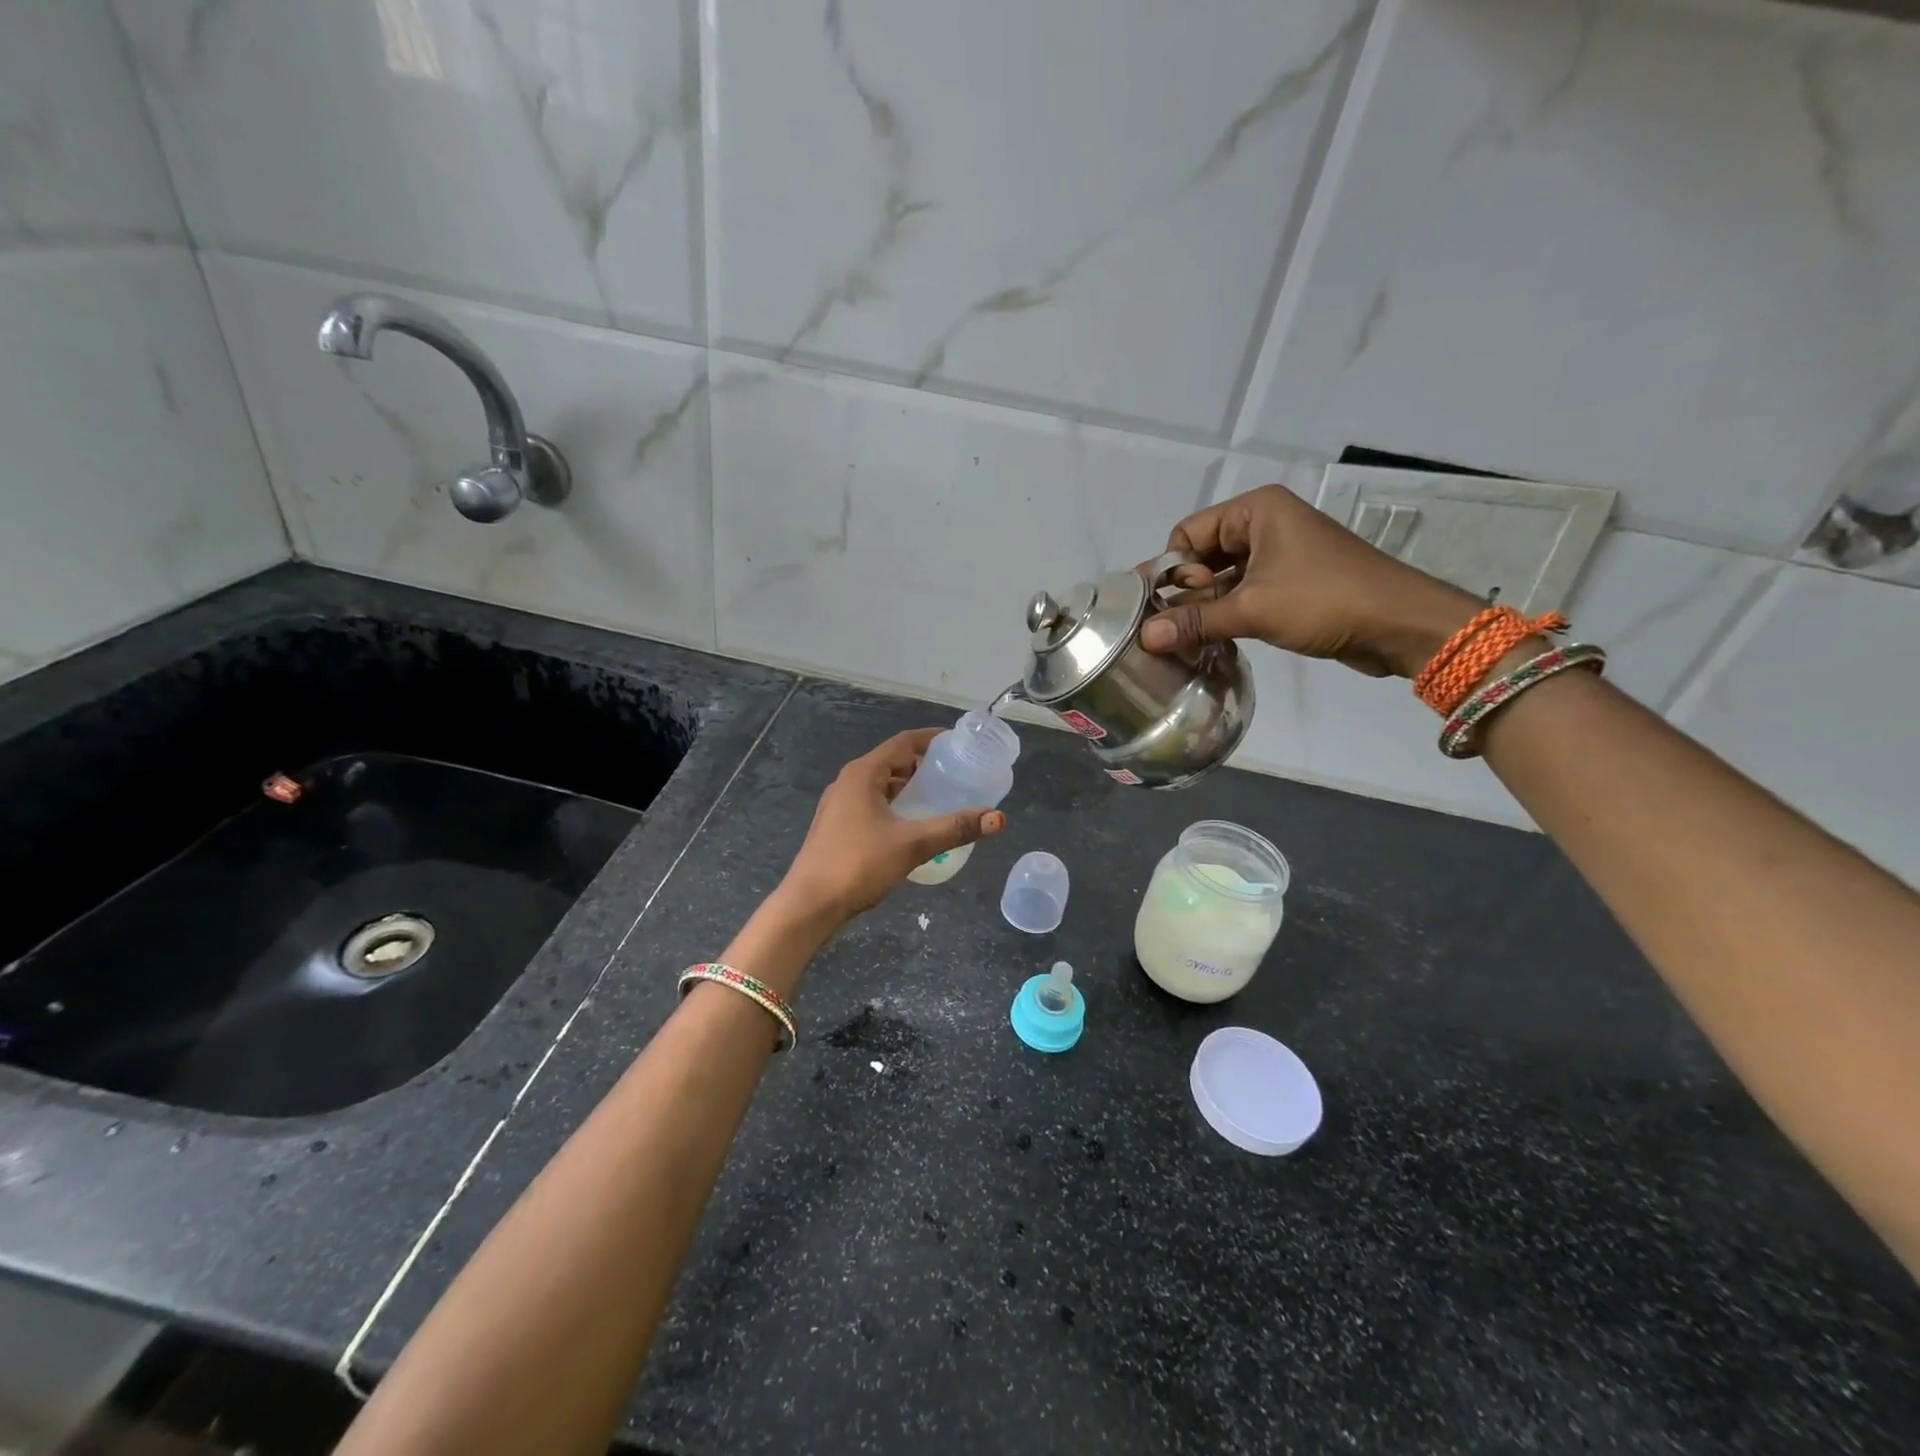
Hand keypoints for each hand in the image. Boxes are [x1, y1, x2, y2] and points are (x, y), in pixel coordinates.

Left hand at [779, 729, 1006, 920]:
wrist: (809, 905)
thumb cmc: (858, 865)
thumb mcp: (912, 844)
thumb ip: (955, 828)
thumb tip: (998, 818)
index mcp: (862, 774)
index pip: (903, 742)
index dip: (932, 738)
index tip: (960, 743)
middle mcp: (849, 782)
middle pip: (892, 762)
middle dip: (924, 765)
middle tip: (957, 773)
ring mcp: (840, 805)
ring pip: (882, 785)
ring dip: (910, 786)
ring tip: (941, 796)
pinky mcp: (838, 826)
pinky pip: (873, 803)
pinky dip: (896, 804)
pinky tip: (913, 823)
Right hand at [1138, 484, 1483, 677]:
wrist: (1399, 624)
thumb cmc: (1324, 600)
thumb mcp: (1252, 609)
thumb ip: (1194, 621)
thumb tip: (1144, 639)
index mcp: (1255, 510)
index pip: (1188, 533)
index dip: (1173, 569)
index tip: (1168, 605)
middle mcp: (1264, 524)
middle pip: (1202, 554)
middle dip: (1185, 590)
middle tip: (1168, 627)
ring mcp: (1278, 554)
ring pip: (1221, 577)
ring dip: (1203, 606)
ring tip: (1184, 638)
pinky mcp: (1288, 582)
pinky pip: (1242, 592)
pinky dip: (1225, 613)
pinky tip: (1210, 639)